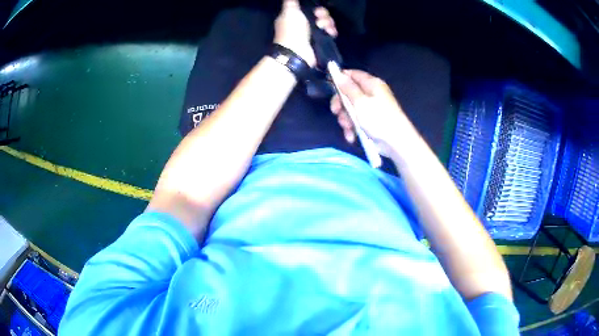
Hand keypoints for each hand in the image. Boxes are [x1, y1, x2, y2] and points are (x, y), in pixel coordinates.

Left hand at [274, 0, 337, 66]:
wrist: (297, 53)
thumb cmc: (291, 31)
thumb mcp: (289, 12)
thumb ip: (291, 2)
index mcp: (293, 16)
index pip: (308, 8)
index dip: (314, 7)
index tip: (316, 9)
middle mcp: (303, 23)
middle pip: (318, 14)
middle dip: (323, 14)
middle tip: (320, 18)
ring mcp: (312, 33)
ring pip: (325, 22)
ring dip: (328, 22)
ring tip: (325, 27)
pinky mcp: (319, 41)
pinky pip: (329, 32)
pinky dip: (331, 31)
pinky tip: (330, 32)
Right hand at [330, 70, 408, 157]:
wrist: (396, 143)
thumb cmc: (379, 119)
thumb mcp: (360, 102)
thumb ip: (347, 87)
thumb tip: (337, 72)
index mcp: (372, 84)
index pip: (353, 74)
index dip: (340, 79)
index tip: (330, 87)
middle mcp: (372, 94)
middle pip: (349, 93)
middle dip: (341, 104)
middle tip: (336, 112)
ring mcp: (371, 109)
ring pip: (351, 109)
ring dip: (346, 119)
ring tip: (348, 128)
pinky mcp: (371, 122)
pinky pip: (357, 121)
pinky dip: (353, 128)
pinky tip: (352, 136)